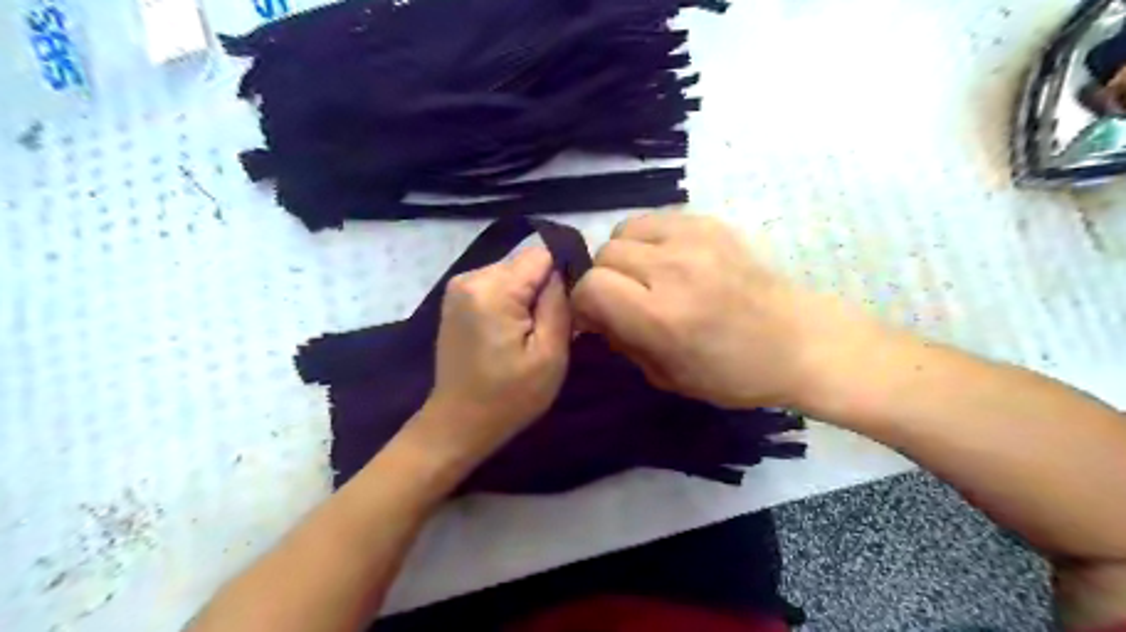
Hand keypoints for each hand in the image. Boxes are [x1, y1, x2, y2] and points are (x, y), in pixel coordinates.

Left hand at [415, 249, 572, 466]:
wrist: (458, 423)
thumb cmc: (509, 397)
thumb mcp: (550, 355)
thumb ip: (559, 304)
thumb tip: (563, 272)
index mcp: (492, 289)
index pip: (542, 255)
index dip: (562, 276)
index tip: (567, 309)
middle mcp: (470, 277)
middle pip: (525, 263)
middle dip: (542, 289)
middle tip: (548, 329)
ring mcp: (458, 287)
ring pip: (512, 273)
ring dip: (526, 297)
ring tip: (528, 334)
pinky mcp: (456, 299)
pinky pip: (496, 285)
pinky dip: (509, 302)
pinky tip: (509, 332)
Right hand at [573, 213, 877, 409]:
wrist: (799, 341)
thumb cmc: (732, 373)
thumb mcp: (665, 376)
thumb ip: (621, 341)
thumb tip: (595, 313)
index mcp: (661, 316)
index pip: (591, 286)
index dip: (585, 303)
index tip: (598, 316)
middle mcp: (672, 269)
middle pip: (604, 254)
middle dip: (604, 279)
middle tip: (626, 298)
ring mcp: (693, 239)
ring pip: (624, 229)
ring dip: (625, 254)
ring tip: (646, 275)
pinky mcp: (710, 223)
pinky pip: (655, 219)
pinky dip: (649, 239)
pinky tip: (669, 260)